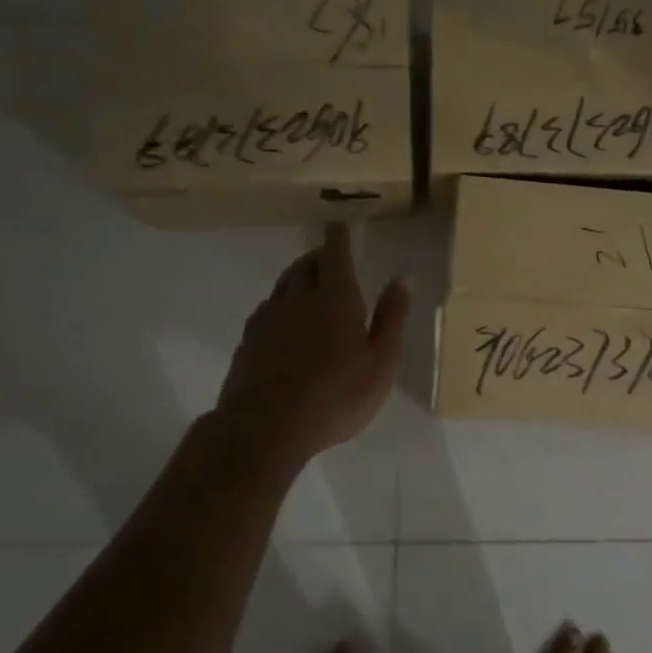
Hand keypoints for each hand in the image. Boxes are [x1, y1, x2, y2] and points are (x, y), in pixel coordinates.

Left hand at [217, 224, 411, 462]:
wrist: (264, 428)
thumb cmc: (336, 396)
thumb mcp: (381, 362)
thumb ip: (391, 318)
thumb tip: (403, 279)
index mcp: (336, 298)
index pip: (335, 254)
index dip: (338, 236)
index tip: (338, 224)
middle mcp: (298, 298)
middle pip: (306, 265)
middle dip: (319, 256)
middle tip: (331, 258)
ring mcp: (268, 318)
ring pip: (284, 285)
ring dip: (299, 278)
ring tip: (311, 286)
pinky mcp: (249, 341)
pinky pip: (268, 309)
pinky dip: (282, 305)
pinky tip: (287, 324)